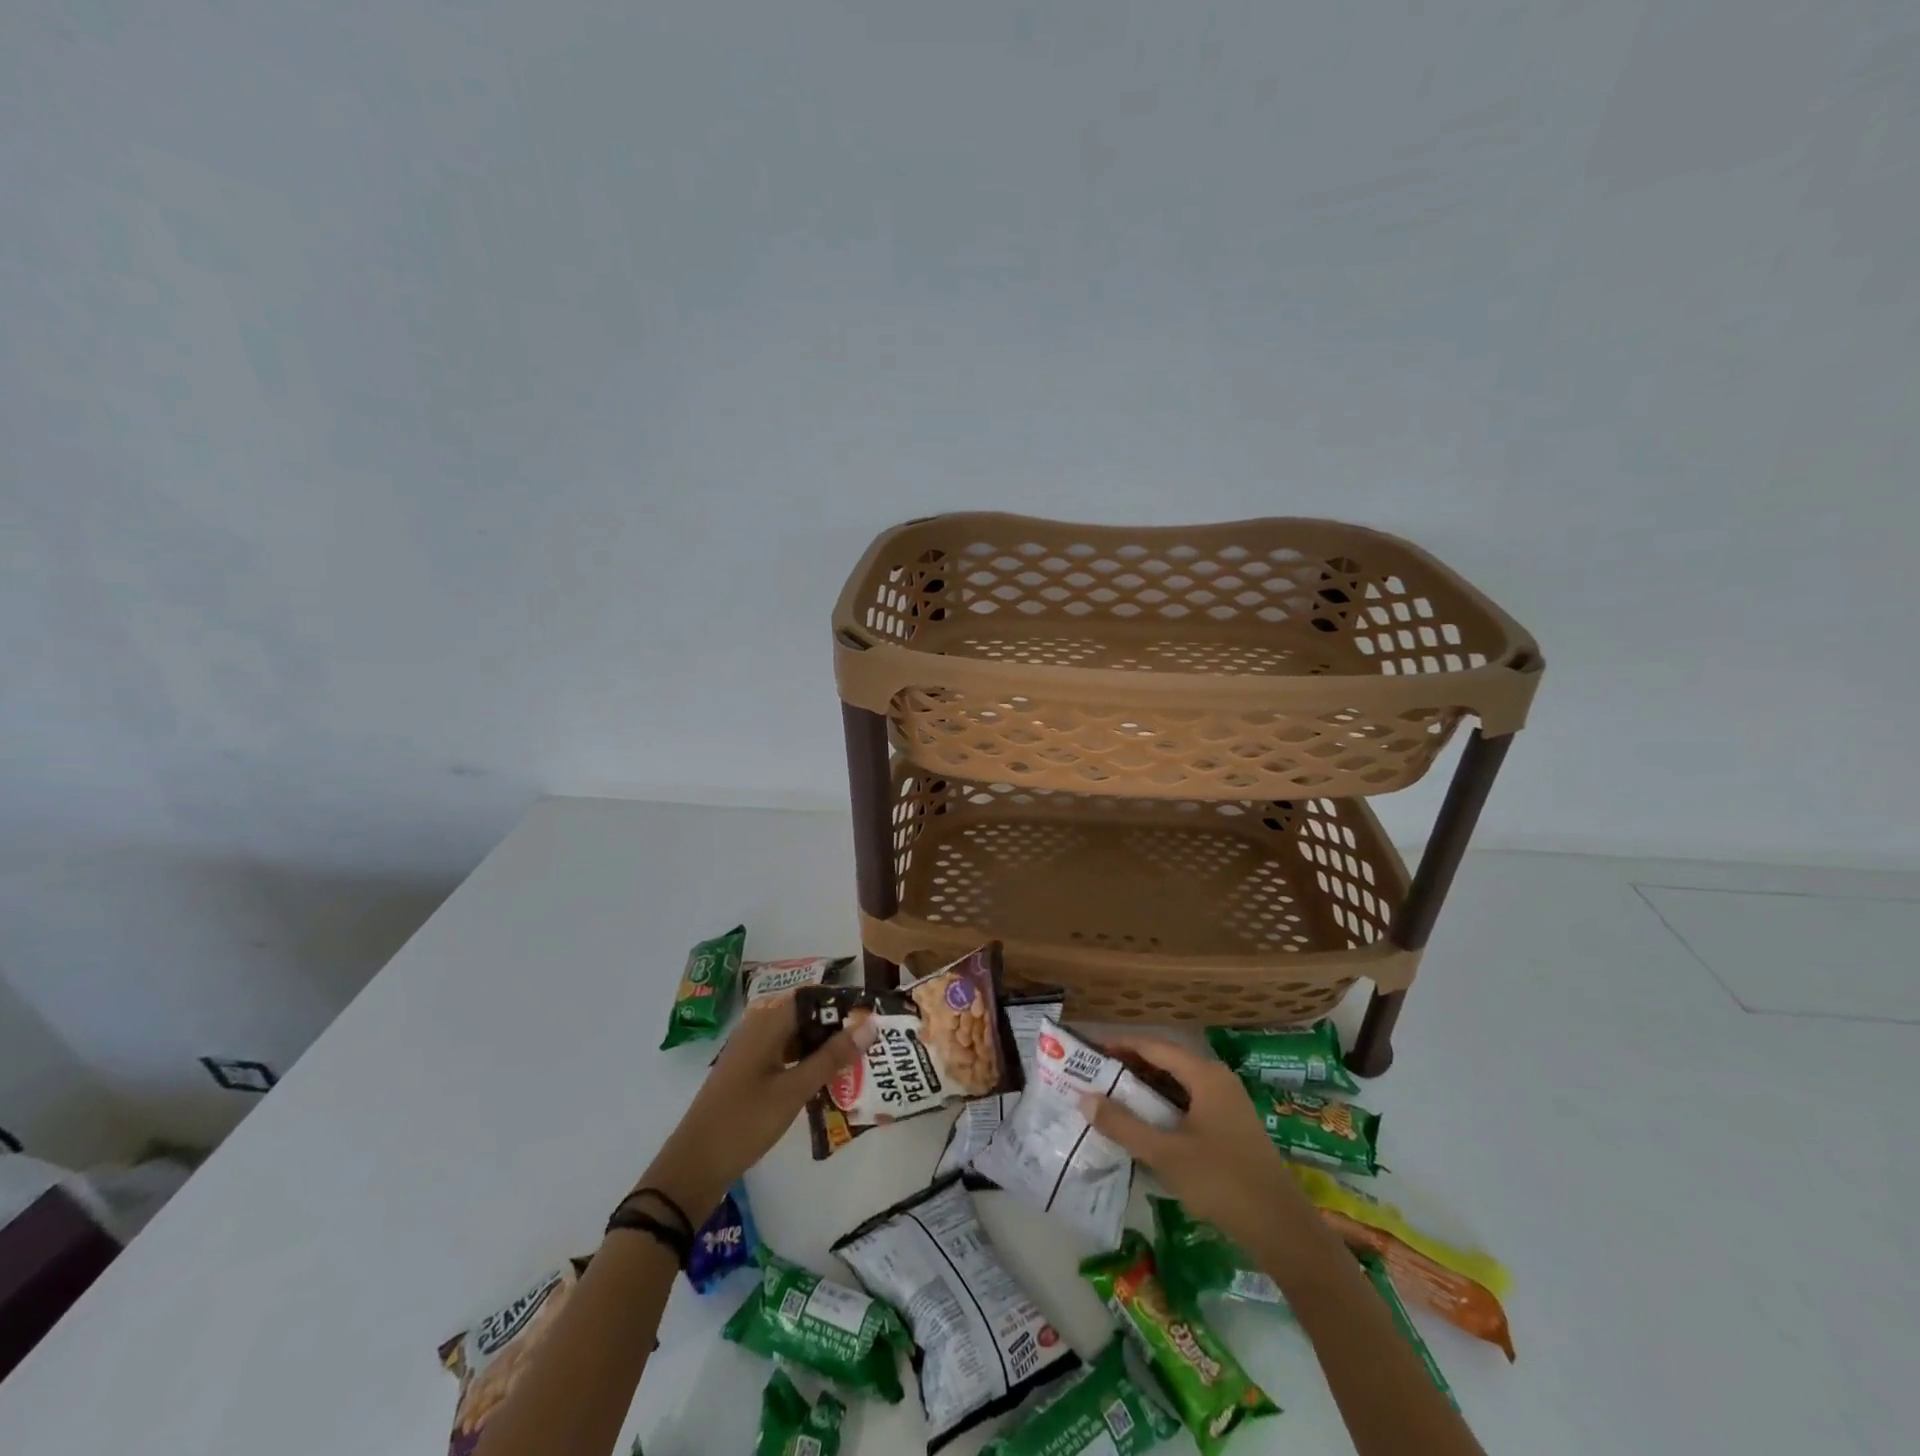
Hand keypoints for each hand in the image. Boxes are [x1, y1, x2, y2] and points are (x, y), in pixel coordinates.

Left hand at [637, 997, 874, 1220]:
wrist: (693, 1167)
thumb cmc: (744, 1122)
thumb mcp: (794, 1090)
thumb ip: (832, 1057)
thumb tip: (869, 1025)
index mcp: (766, 1022)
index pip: (812, 996)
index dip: (842, 1002)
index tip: (872, 1016)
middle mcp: (757, 1027)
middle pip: (805, 1014)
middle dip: (836, 1026)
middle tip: (869, 1043)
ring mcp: (751, 1050)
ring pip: (796, 1035)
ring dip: (823, 1045)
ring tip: (856, 1060)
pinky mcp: (749, 1072)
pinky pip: (785, 1053)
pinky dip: (806, 1060)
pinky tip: (826, 1079)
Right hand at [1079, 1035, 1316, 1250]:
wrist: (1282, 1230)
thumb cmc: (1222, 1182)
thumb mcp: (1165, 1154)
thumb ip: (1123, 1125)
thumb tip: (1084, 1098)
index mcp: (1205, 1075)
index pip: (1154, 1046)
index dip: (1121, 1045)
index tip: (1090, 1051)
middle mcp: (1217, 1080)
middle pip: (1166, 1062)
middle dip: (1130, 1067)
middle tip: (1095, 1076)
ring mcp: (1227, 1104)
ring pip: (1178, 1085)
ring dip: (1146, 1089)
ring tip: (1112, 1099)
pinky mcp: (1231, 1127)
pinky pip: (1189, 1104)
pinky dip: (1164, 1107)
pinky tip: (1145, 1126)